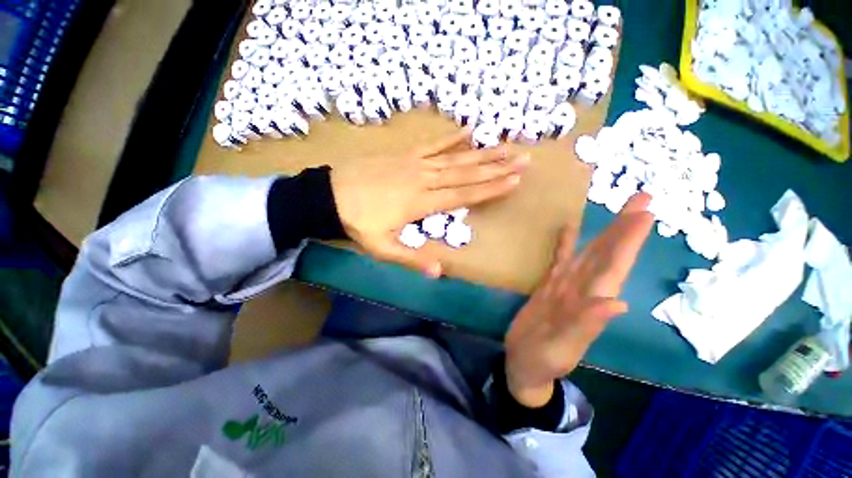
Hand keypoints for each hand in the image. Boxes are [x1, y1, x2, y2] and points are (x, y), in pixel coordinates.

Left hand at [331, 130, 528, 276]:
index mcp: (421, 203)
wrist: (329, 195)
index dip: (490, 189)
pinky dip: (451, 138)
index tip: (514, 181)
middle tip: (523, 158)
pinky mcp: (405, 154)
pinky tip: (468, 130)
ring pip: (455, 158)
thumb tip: (439, 272)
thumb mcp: (382, 248)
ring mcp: (415, 163)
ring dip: (482, 152)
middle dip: (496, 167)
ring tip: (505, 144)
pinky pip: (432, 144)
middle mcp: (424, 179)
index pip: (463, 195)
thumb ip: (411, 259)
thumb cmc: (357, 222)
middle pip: (466, 174)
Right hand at [504, 193, 653, 407]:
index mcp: (589, 302)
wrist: (524, 364)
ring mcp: (565, 287)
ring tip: (617, 210)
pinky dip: (565, 245)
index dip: (629, 241)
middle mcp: (583, 290)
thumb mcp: (562, 347)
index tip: (645, 214)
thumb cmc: (542, 360)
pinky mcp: (548, 286)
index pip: (614, 267)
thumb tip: (617, 302)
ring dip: (603, 233)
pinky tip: (569, 229)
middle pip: (606, 255)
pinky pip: (559, 260)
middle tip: (642, 199)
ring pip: (587, 255)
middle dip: (624, 228)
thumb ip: (586, 324)